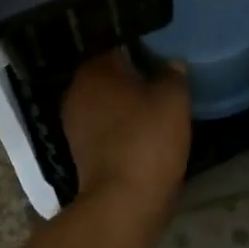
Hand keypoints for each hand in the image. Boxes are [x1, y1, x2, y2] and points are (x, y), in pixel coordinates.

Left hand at [60, 51, 191, 206]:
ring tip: (157, 104)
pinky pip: (106, 128)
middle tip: (163, 77)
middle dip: (133, 76)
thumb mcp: (173, 99)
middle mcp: (76, 92)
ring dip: (128, 104)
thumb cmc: (147, 139)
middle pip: (110, 75)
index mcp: (94, 71)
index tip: (162, 52)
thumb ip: (173, 74)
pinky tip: (146, 131)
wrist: (125, 201)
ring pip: (107, 103)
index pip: (117, 46)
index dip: (141, 47)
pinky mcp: (82, 152)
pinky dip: (123, 127)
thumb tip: (172, 64)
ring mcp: (75, 125)